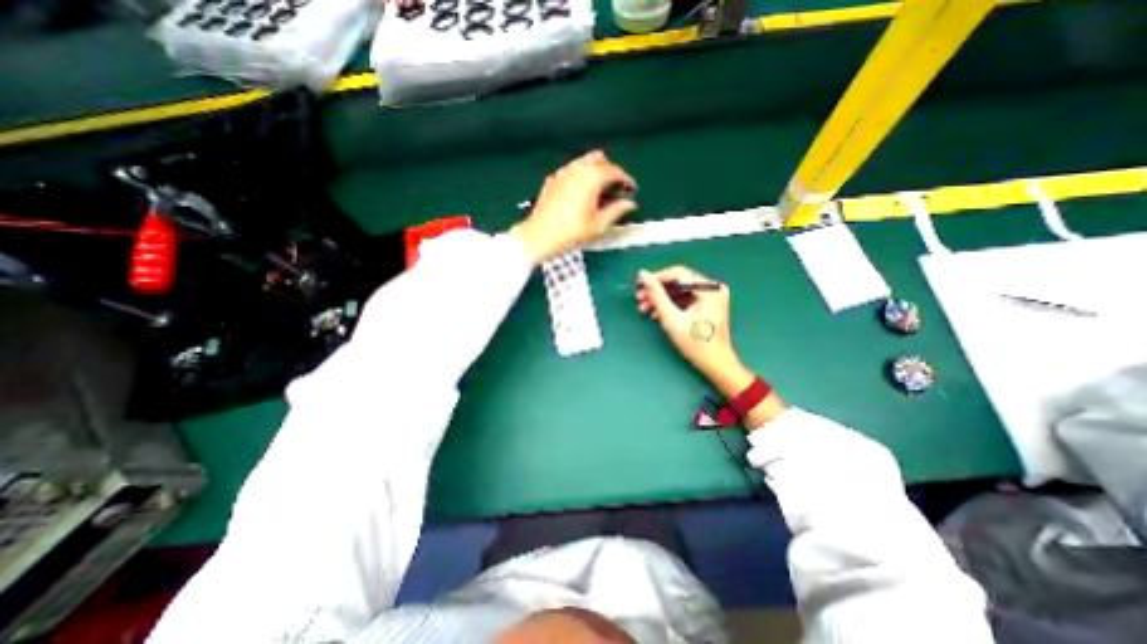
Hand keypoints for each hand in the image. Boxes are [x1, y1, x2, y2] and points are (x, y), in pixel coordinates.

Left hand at [508, 148, 635, 264]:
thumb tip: (629, 205)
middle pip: (601, 160)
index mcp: (592, 178)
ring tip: (601, 190)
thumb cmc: (569, 232)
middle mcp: (577, 170)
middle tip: (617, 189)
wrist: (540, 236)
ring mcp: (563, 173)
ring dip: (596, 171)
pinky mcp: (553, 180)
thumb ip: (617, 211)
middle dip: (612, 172)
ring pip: (585, 162)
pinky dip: (582, 176)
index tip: (631, 189)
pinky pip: (572, 171)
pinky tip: (582, 193)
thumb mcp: (599, 225)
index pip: (615, 171)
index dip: (626, 180)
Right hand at [636, 265, 753, 396]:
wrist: (714, 363)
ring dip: (661, 298)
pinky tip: (656, 313)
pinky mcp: (708, 304)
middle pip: (678, 282)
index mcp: (709, 289)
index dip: (656, 278)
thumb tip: (643, 274)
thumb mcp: (671, 318)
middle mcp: (712, 288)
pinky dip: (671, 304)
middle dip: (657, 290)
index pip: (678, 274)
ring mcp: (711, 296)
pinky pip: (685, 298)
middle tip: (639, 298)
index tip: (639, 284)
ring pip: (679, 291)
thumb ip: (656, 295)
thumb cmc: (695, 343)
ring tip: (644, 308)